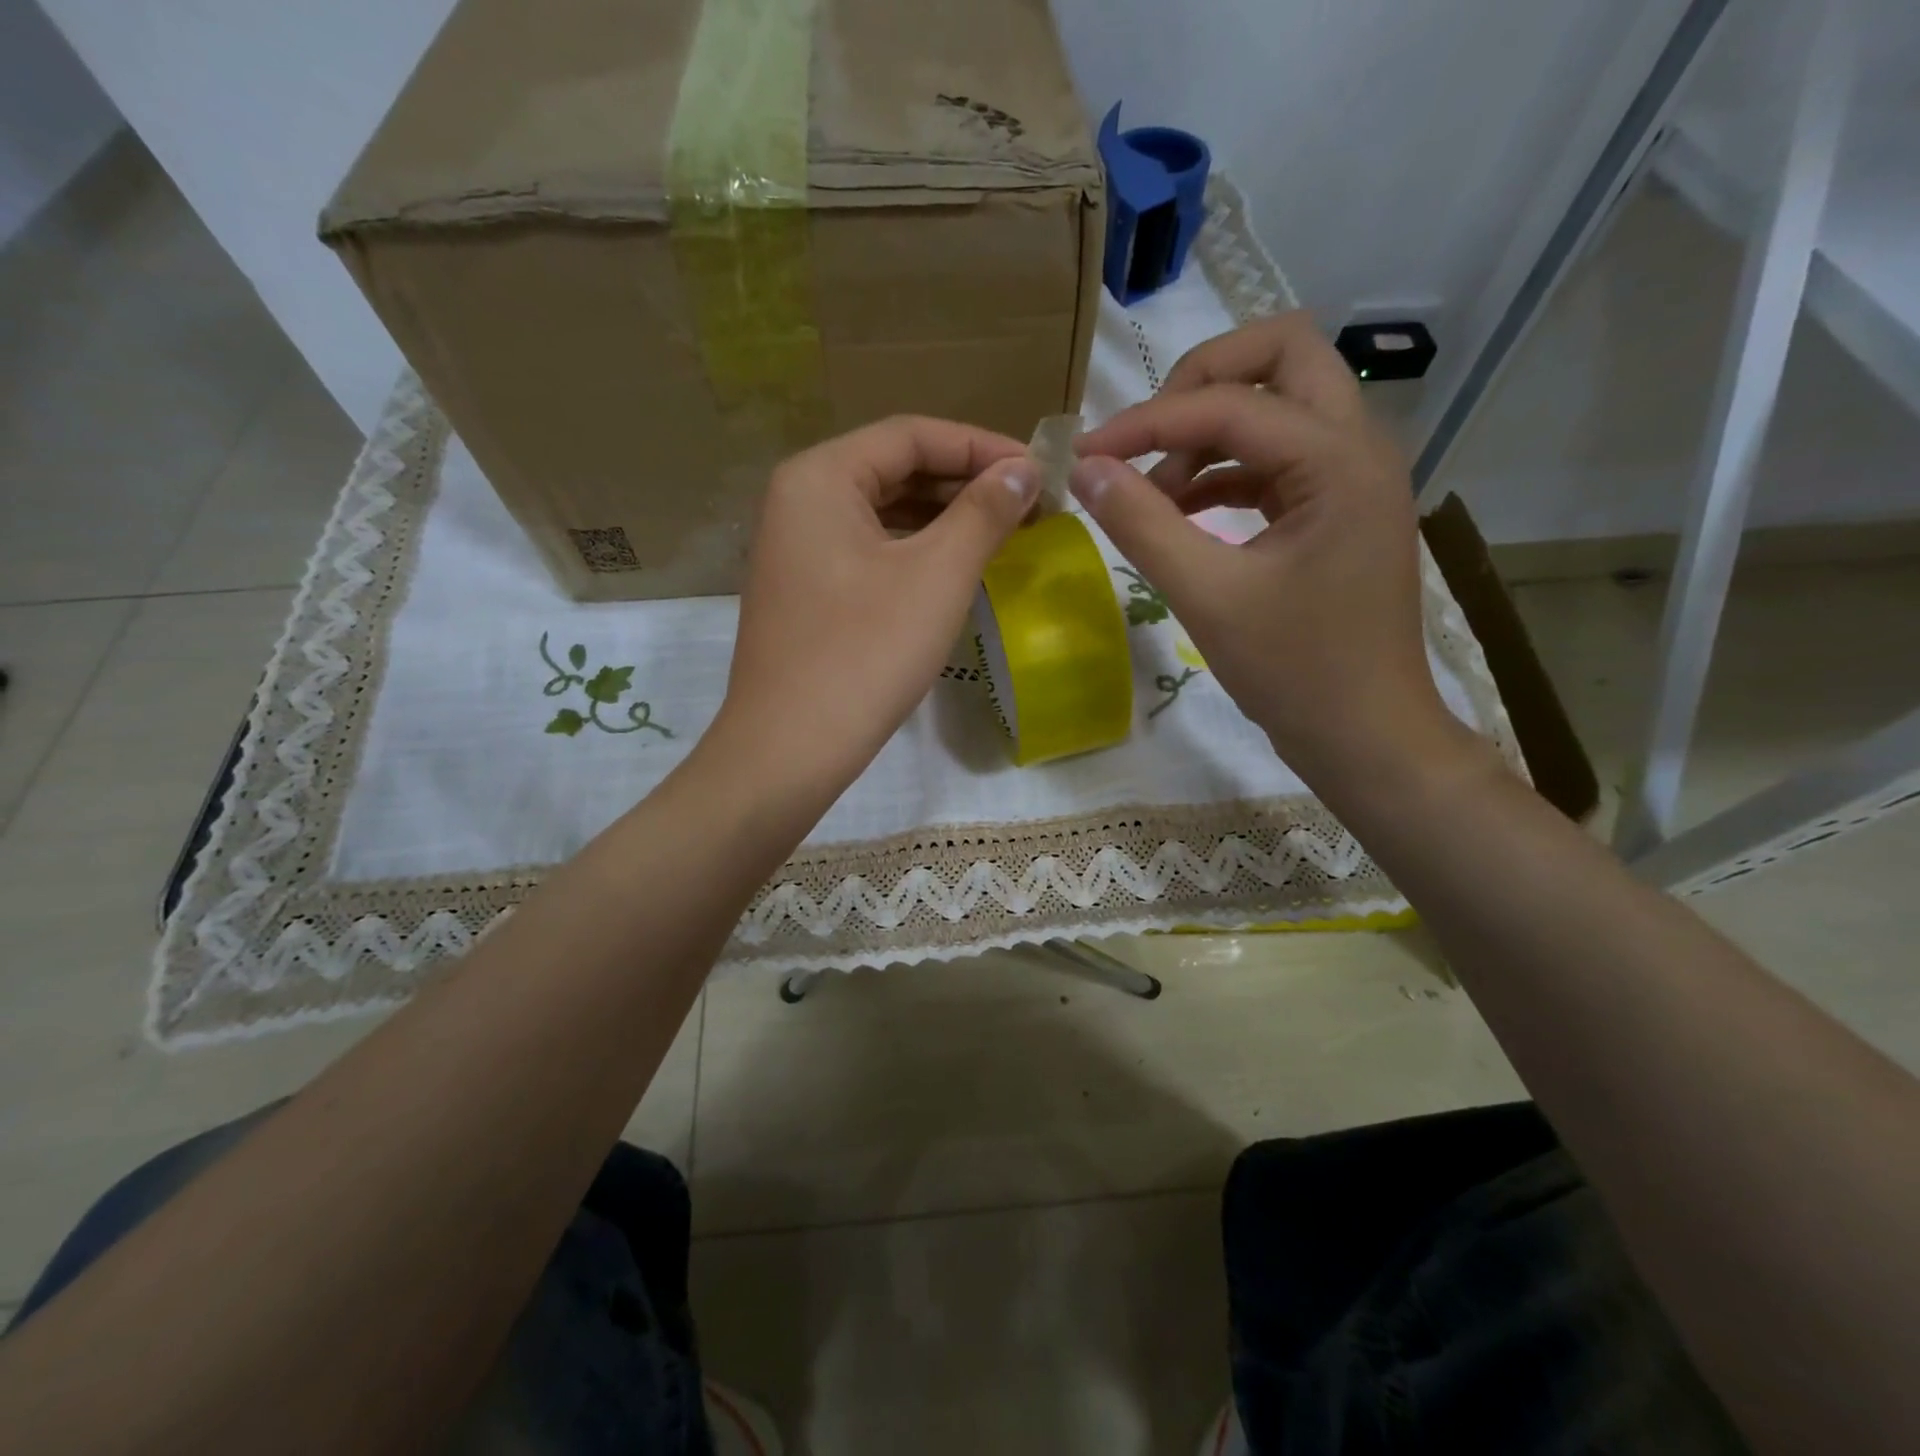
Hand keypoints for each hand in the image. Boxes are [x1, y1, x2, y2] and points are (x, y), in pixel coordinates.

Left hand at [710, 416, 1036, 807]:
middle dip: (965, 482)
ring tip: (1004, 533)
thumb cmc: (866, 654)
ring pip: (882, 512)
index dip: (982, 446)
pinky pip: (868, 550)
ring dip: (944, 518)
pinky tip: (955, 567)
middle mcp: (799, 499)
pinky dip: (915, 551)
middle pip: (895, 469)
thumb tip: (1024, 471)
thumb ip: (984, 512)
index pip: (911, 435)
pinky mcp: (804, 590)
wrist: (790, 749)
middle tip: (1029, 504)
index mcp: (820, 477)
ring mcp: (796, 548)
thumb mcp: (937, 576)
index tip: (1038, 470)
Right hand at [1071, 312, 1461, 790]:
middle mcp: (1357, 447)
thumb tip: (1084, 469)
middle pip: (1281, 355)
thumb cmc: (1296, 672)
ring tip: (1153, 497)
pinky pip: (1274, 459)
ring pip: (1278, 404)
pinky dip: (1223, 472)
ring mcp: (1351, 477)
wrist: (1366, 736)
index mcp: (1337, 461)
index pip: (1229, 404)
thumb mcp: (1208, 597)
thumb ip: (1142, 526)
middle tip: (1146, 438)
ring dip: (1208, 434)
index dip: (1147, 422)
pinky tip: (1181, 514)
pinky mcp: (1336, 508)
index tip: (1085, 456)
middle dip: (1201, 383)